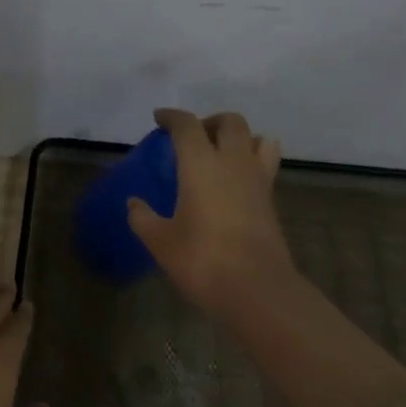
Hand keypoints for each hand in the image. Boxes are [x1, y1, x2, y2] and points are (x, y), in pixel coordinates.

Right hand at [128, 108, 295, 314]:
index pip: (187, 125)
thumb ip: (143, 218)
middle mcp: (233, 163)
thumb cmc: (202, 259)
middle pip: (231, 122)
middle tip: (192, 137)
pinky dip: (251, 162)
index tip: (159, 118)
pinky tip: (234, 183)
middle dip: (210, 121)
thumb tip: (133, 204)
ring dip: (240, 138)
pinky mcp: (271, 201)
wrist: (256, 289)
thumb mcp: (161, 241)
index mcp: (201, 164)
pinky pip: (265, 165)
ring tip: (222, 154)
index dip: (172, 117)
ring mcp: (258, 181)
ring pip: (259, 138)